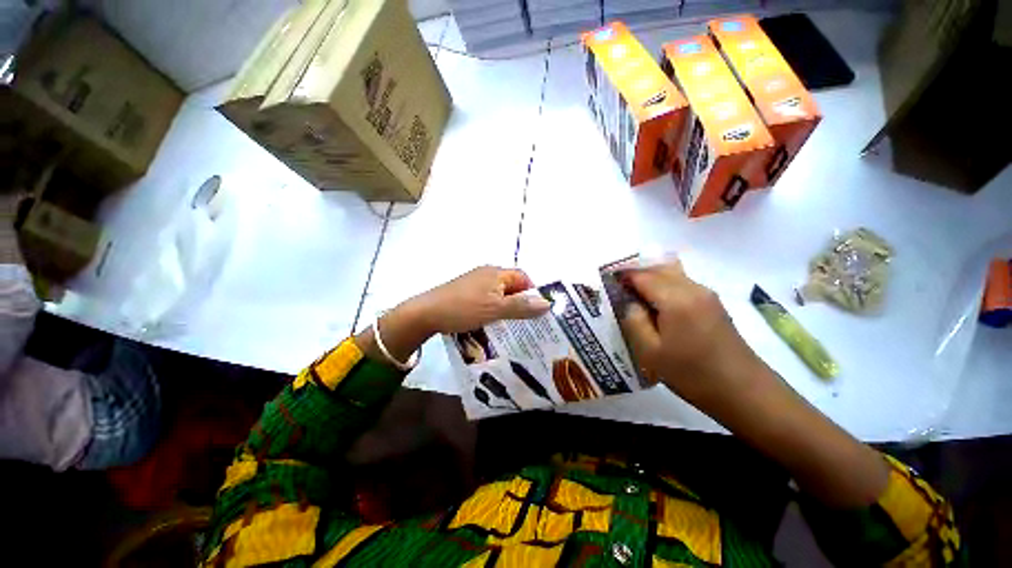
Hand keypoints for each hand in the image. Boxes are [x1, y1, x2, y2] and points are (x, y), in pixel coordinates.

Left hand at [404, 266, 550, 334]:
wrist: (426, 313)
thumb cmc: (464, 308)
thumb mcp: (496, 309)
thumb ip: (522, 306)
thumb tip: (548, 303)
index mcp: (496, 273)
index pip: (523, 277)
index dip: (533, 291)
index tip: (537, 311)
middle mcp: (487, 274)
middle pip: (511, 286)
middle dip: (520, 302)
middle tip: (527, 321)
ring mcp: (475, 283)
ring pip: (499, 294)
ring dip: (507, 307)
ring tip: (511, 325)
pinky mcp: (465, 293)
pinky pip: (487, 299)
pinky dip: (493, 309)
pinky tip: (492, 322)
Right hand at [619, 261, 773, 410]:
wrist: (744, 392)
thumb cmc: (692, 375)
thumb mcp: (651, 352)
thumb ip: (634, 320)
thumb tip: (629, 302)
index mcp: (676, 299)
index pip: (642, 275)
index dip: (622, 276)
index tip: (605, 283)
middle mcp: (693, 288)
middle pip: (657, 269)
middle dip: (635, 274)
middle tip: (617, 291)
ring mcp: (706, 294)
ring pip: (671, 274)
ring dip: (650, 279)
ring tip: (633, 297)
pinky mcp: (712, 304)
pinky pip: (681, 284)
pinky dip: (663, 287)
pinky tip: (656, 306)